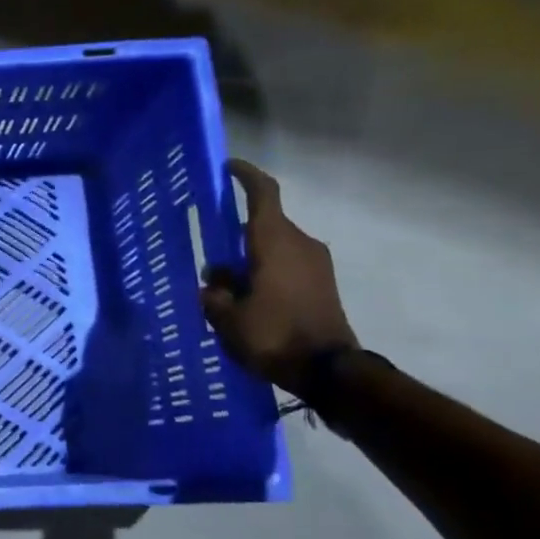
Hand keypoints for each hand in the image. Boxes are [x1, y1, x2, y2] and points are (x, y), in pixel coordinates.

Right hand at [200, 160, 356, 396]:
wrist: (329, 371)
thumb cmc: (272, 335)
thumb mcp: (227, 317)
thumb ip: (214, 293)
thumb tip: (213, 281)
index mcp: (274, 242)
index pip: (263, 194)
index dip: (245, 176)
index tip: (228, 168)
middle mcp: (299, 244)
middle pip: (263, 225)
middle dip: (235, 237)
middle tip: (210, 259)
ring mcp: (316, 264)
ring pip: (274, 248)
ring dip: (250, 259)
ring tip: (224, 288)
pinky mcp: (323, 285)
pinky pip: (287, 266)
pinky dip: (266, 273)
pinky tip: (247, 300)